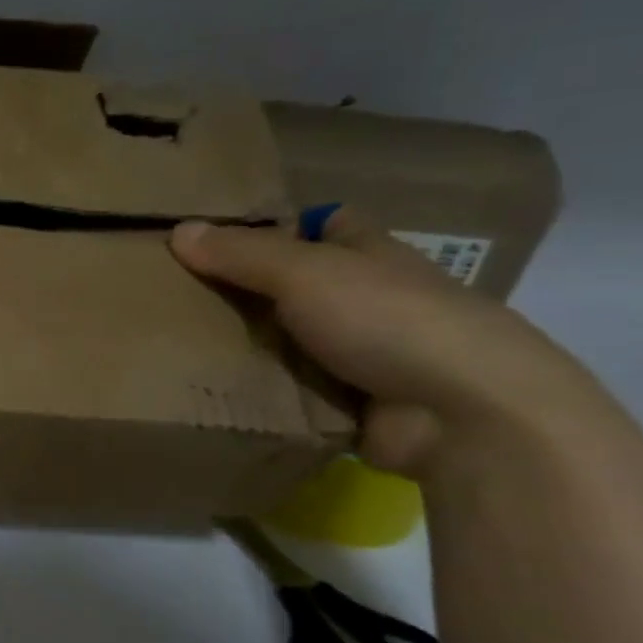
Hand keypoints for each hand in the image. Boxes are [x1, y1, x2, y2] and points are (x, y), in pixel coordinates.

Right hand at [169, 208, 597, 476]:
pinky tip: (212, 390)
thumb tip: (178, 230)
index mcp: (369, 255)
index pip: (326, 226)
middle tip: (178, 296)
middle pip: (296, 288)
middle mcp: (369, 301)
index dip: (279, 226)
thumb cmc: (389, 320)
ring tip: (178, 346)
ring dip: (248, 348)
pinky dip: (262, 393)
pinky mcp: (354, 407)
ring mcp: (364, 357)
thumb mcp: (305, 274)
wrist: (463, 417)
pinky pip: (292, 392)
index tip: (219, 238)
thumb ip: (242, 254)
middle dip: (246, 292)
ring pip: (290, 343)